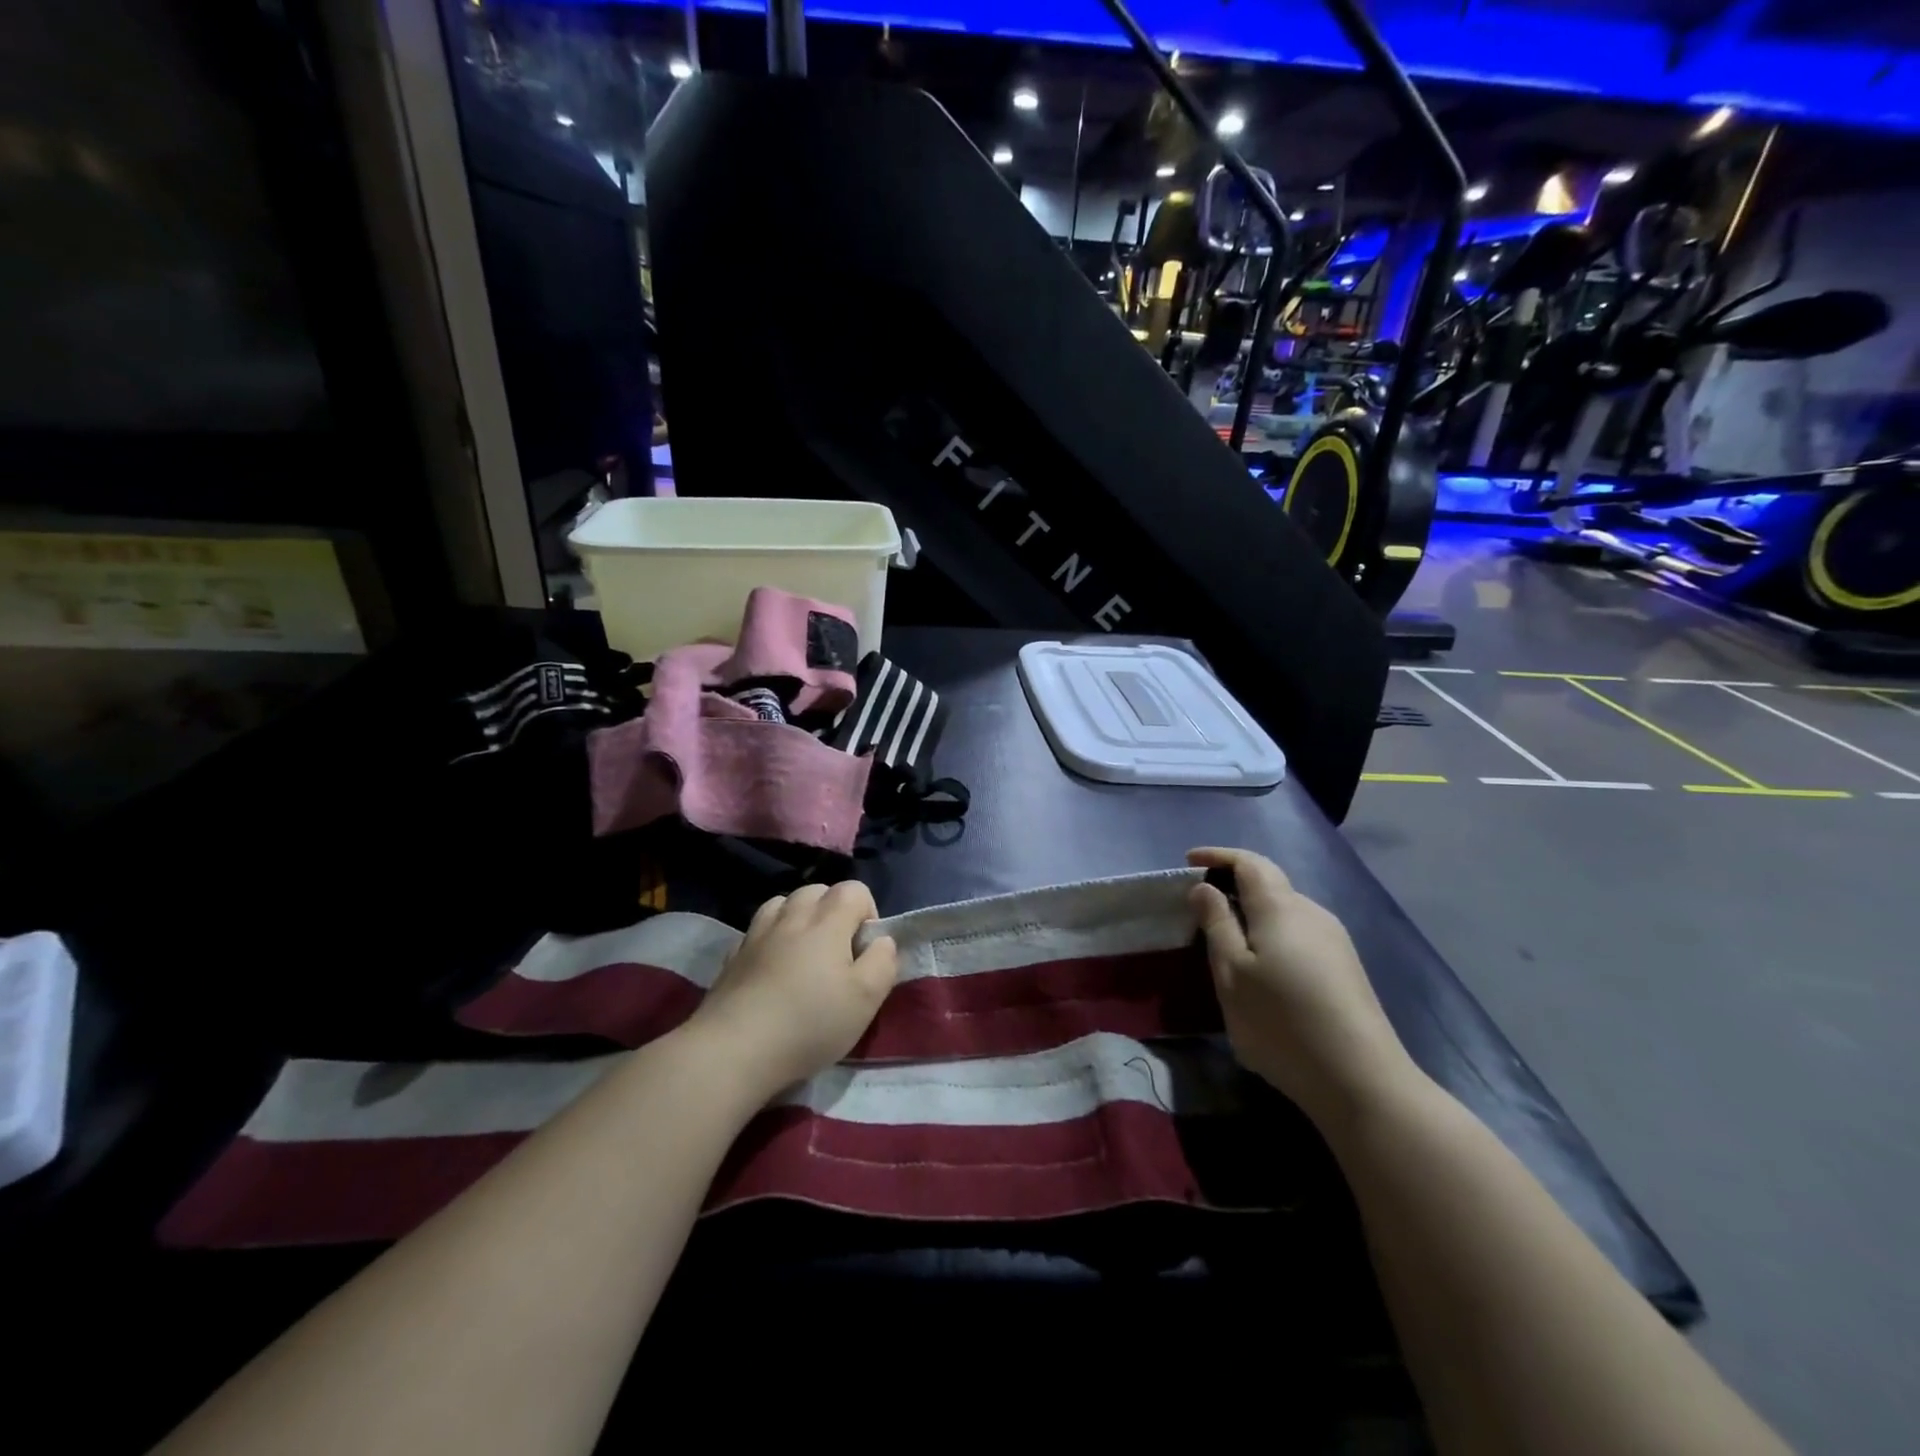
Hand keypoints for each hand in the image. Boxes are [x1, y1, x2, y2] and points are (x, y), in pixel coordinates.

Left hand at [690, 881, 898, 1100]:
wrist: (733, 1049)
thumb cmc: (809, 1023)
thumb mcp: (866, 999)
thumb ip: (883, 962)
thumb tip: (881, 941)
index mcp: (827, 921)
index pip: (855, 889)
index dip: (867, 914)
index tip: (865, 951)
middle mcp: (791, 916)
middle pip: (817, 890)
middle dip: (833, 912)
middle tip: (837, 954)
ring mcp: (757, 933)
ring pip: (784, 904)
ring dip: (799, 919)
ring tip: (804, 956)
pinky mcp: (733, 955)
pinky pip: (758, 931)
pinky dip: (771, 939)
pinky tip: (772, 970)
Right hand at [1188, 847, 1417, 1126]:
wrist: (1362, 1080)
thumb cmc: (1282, 1023)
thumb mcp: (1231, 974)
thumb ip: (1216, 924)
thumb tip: (1204, 887)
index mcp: (1280, 908)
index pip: (1249, 862)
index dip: (1217, 855)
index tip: (1188, 860)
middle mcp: (1312, 913)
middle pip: (1269, 884)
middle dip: (1233, 885)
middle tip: (1200, 906)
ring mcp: (1334, 940)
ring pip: (1284, 911)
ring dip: (1252, 913)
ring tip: (1225, 940)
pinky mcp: (1345, 967)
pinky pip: (1298, 934)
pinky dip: (1271, 934)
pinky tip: (1262, 968)